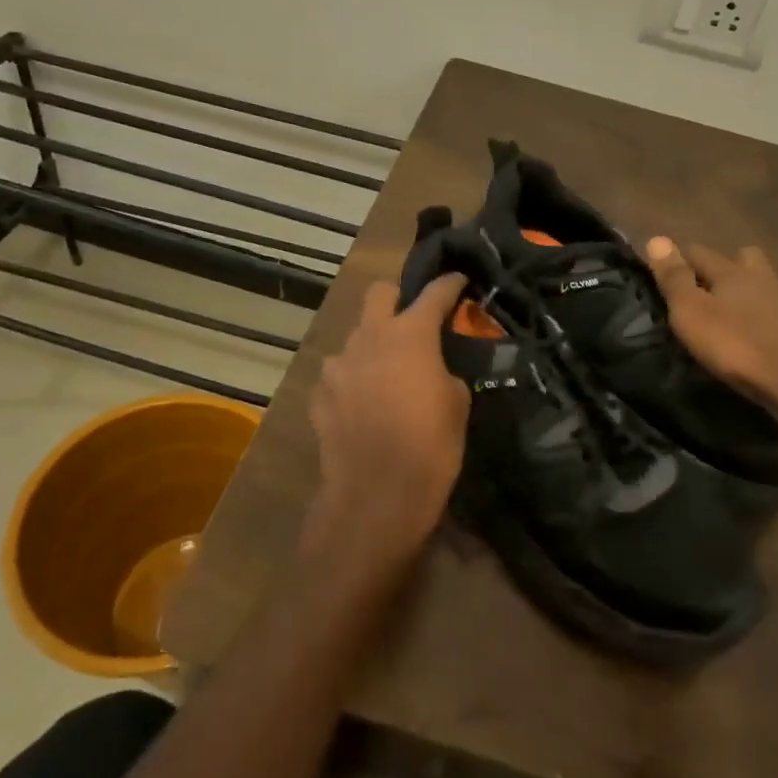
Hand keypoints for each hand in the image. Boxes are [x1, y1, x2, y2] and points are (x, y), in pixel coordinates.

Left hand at [304, 273, 470, 581]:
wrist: (374, 498)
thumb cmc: (429, 448)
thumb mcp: (457, 405)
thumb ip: (443, 371)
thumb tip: (433, 368)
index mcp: (410, 335)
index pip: (434, 294)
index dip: (449, 284)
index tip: (458, 279)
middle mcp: (369, 338)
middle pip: (378, 293)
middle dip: (397, 296)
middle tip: (413, 318)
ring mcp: (337, 365)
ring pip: (356, 337)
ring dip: (373, 345)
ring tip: (387, 374)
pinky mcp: (318, 395)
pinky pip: (340, 374)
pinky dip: (354, 380)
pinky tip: (364, 406)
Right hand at [644, 239, 777, 435]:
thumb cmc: (735, 346)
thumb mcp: (691, 313)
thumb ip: (674, 278)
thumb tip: (657, 238)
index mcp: (731, 272)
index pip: (700, 252)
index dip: (681, 257)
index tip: (667, 268)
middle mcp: (762, 277)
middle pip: (743, 257)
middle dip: (726, 264)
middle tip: (710, 285)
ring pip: (768, 281)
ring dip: (754, 287)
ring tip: (741, 307)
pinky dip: (776, 312)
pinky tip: (770, 327)